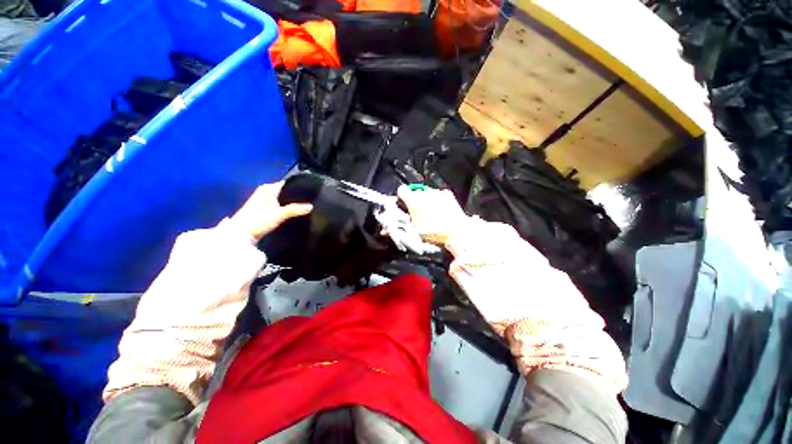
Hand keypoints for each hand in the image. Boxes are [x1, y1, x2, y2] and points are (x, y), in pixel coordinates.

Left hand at [230, 181, 312, 241]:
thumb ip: (295, 210)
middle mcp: (265, 192)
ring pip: (283, 200)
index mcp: (268, 188)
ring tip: (306, 207)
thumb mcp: (278, 214)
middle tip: (311, 201)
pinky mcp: (264, 211)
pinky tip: (295, 213)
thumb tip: (312, 206)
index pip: (287, 183)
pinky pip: (280, 206)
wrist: (239, 236)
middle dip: (296, 196)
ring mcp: (264, 202)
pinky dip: (286, 209)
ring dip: (292, 204)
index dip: (298, 187)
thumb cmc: (257, 221)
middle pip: (286, 192)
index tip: (311, 191)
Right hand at [397, 185, 468, 245]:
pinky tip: (440, 209)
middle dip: (415, 200)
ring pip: (427, 192)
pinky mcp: (447, 194)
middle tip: (417, 212)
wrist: (457, 232)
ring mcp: (437, 192)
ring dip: (426, 200)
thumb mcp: (414, 230)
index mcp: (413, 201)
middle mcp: (424, 193)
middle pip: (415, 192)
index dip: (402, 197)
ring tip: (430, 212)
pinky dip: (438, 199)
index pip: (402, 190)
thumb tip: (399, 221)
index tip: (403, 203)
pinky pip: (439, 194)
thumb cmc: (434, 232)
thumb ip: (406, 220)